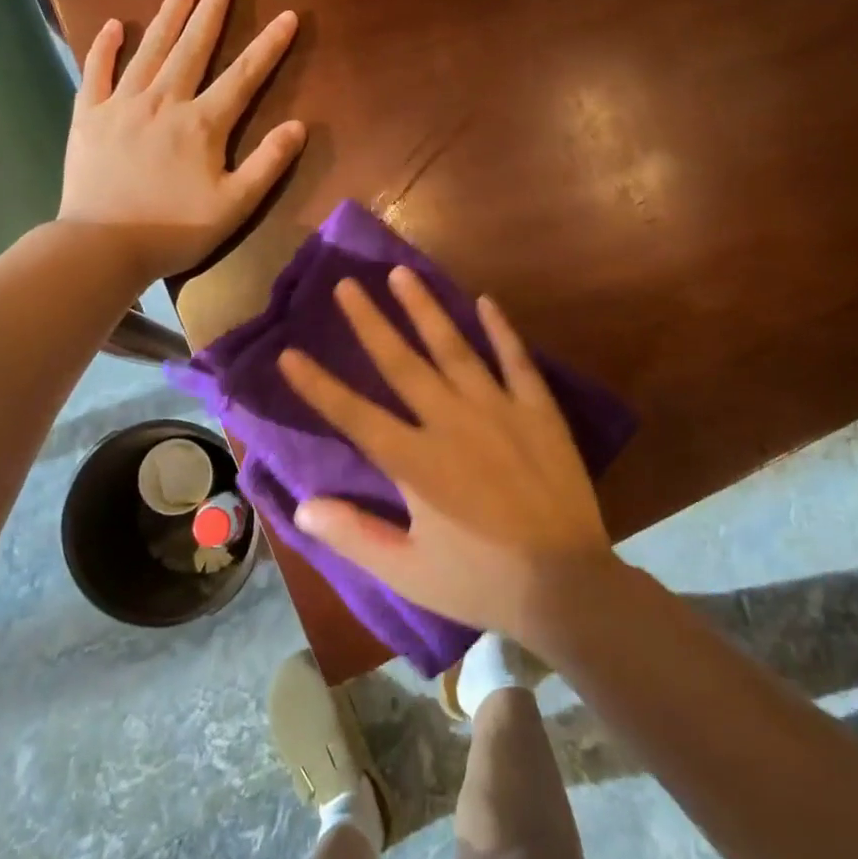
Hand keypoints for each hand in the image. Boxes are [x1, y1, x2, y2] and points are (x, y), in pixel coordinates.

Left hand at [59, 0, 304, 280]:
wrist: (104, 246)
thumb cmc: (176, 229)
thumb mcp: (235, 206)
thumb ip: (267, 164)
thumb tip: (298, 126)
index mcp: (202, 124)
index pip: (243, 76)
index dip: (268, 46)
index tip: (286, 15)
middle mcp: (164, 102)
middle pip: (193, 48)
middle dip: (211, 11)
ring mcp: (122, 105)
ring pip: (149, 50)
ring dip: (168, 16)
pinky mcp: (89, 117)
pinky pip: (97, 72)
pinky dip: (105, 47)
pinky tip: (113, 25)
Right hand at [277, 267, 616, 639]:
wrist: (568, 585)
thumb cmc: (482, 581)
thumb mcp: (408, 572)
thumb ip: (353, 535)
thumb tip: (301, 507)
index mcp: (415, 462)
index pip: (354, 415)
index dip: (318, 385)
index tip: (289, 353)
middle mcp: (451, 423)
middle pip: (401, 363)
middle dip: (369, 322)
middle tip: (346, 284)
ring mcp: (498, 411)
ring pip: (454, 348)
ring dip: (425, 309)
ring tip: (402, 273)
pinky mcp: (538, 412)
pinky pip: (517, 361)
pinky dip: (501, 330)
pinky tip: (486, 301)